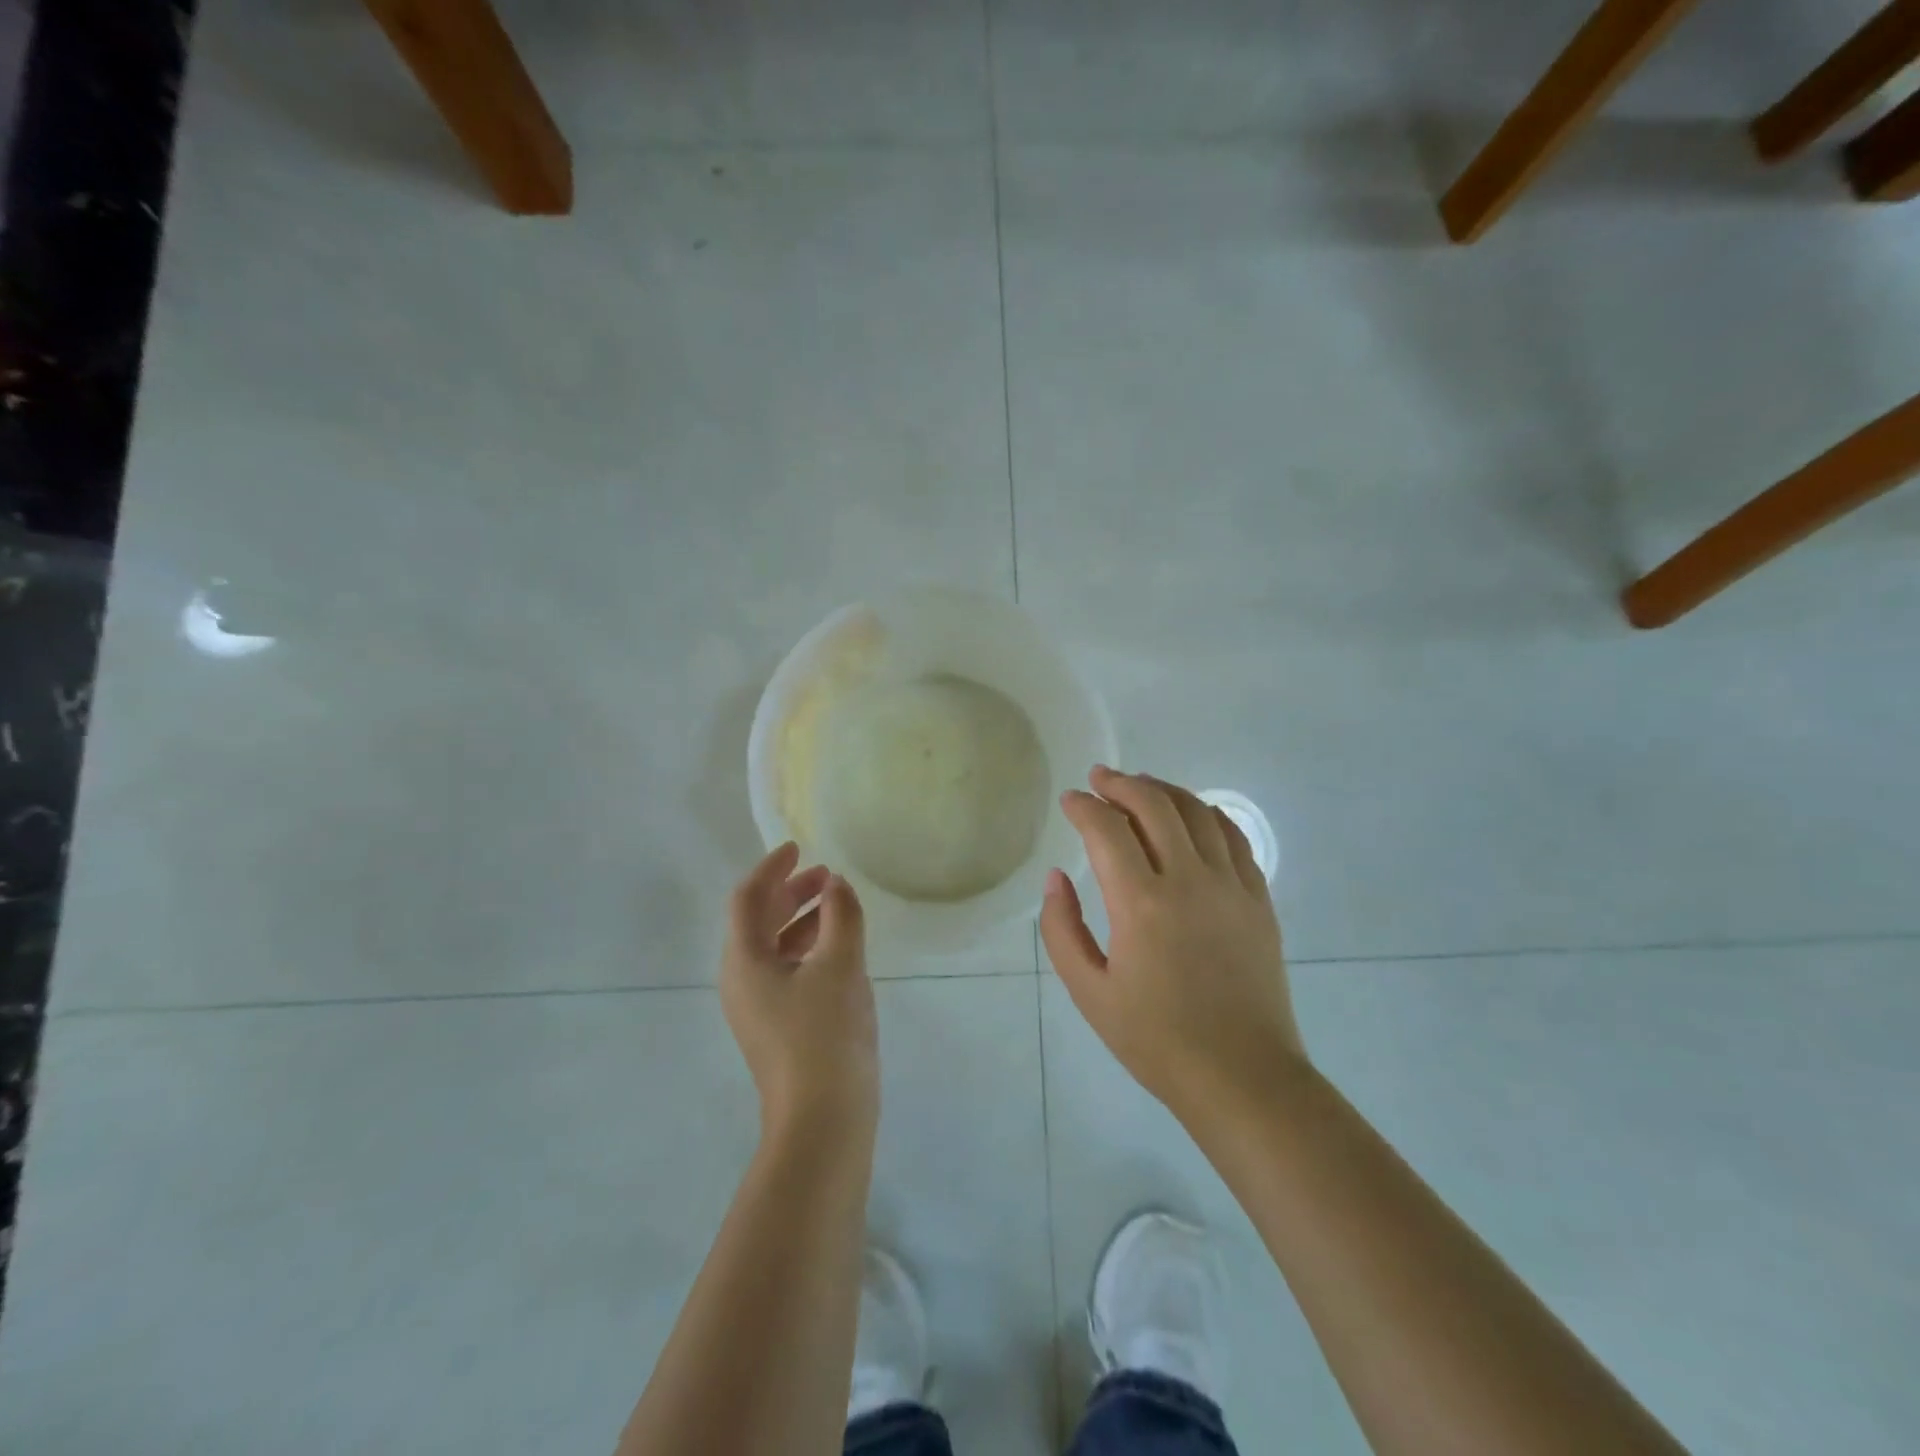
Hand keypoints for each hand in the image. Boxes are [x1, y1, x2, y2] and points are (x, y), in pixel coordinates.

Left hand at [721, 843, 878, 1146]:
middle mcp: (741, 981)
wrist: (823, 1120)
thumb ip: (841, 914)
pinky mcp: (777, 1027)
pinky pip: (786, 970)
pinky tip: (840, 950)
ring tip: (838, 906)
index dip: (772, 868)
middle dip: (791, 892)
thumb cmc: (826, 1034)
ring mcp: (757, 1007)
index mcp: (744, 961)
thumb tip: (836, 885)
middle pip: (758, 921)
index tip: (798, 847)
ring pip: (774, 947)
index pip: (748, 898)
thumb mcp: (840, 964)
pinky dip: (808, 948)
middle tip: (826, 876)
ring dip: (802, 919)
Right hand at [1041, 766, 1304, 1124]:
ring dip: (1163, 790)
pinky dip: (1207, 814)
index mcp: (1141, 904)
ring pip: (1197, 812)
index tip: (1069, 800)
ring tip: (1140, 786)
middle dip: (1121, 783)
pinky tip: (1192, 815)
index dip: (1083, 807)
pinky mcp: (1258, 899)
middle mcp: (1189, 881)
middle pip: (1154, 805)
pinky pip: (1233, 837)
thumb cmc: (1156, 1040)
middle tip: (1099, 779)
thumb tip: (1056, 879)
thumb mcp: (1089, 992)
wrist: (1242, 1076)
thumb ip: (1062, 929)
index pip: (1107, 830)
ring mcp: (1231, 886)